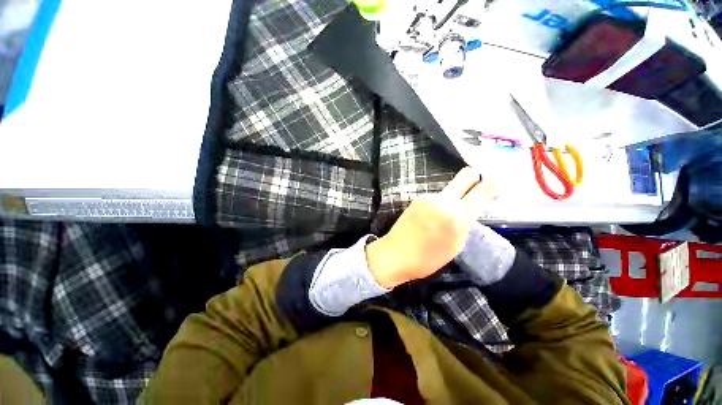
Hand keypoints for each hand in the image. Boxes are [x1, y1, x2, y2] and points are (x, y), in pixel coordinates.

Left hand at [366, 167, 494, 287]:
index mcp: (458, 217)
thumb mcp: (455, 245)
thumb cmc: (427, 258)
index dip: (491, 185)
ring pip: (449, 189)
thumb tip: (470, 209)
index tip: (495, 184)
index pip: (481, 191)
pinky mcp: (417, 199)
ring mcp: (428, 198)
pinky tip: (433, 216)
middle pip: (465, 175)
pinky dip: (439, 203)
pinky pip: (436, 197)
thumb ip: (465, 224)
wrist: (395, 254)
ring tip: (445, 214)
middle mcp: (444, 201)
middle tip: (476, 184)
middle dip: (474, 177)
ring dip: (453, 196)